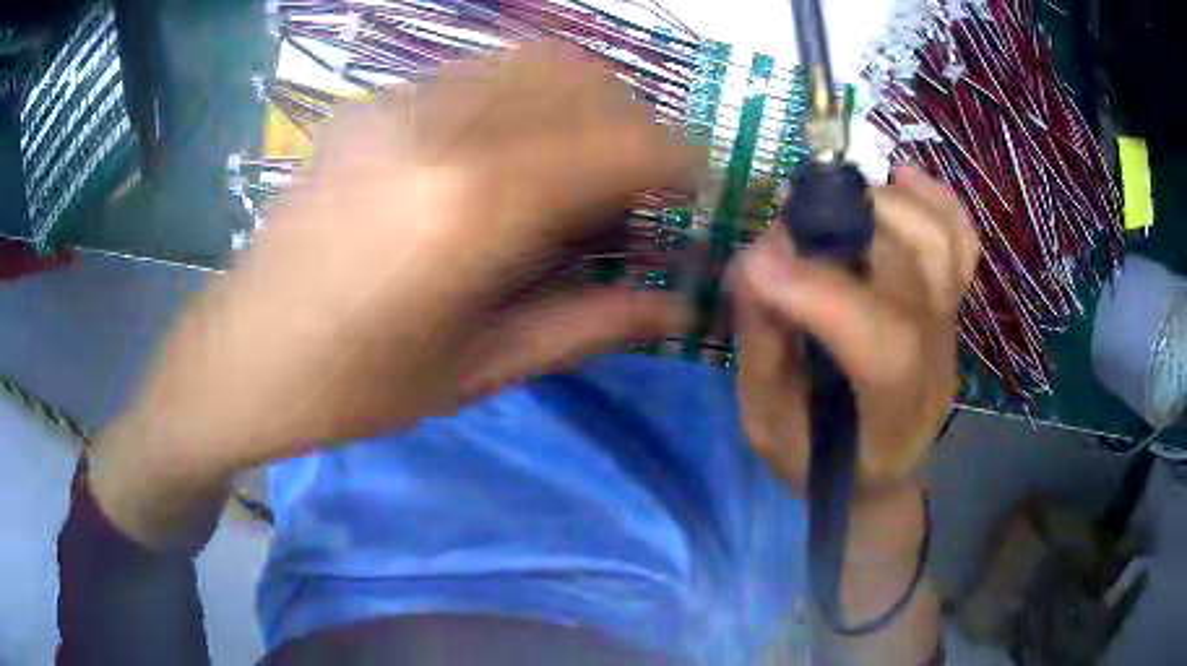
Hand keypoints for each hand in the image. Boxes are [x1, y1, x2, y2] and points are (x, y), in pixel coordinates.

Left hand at [89, 42, 698, 546]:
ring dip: (582, 104)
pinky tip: (507, 155)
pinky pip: (480, 73)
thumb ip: (588, 325)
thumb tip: (678, 306)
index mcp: (470, 210)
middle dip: (633, 128)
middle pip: (583, 82)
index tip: (700, 187)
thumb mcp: (478, 370)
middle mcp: (440, 130)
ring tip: (575, 169)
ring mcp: (398, 104)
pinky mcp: (372, 103)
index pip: (619, 144)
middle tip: (631, 191)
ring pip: (534, 62)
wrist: (240, 355)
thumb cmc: (351, 388)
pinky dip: (525, 100)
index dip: (680, 160)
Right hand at [732, 167, 979, 504]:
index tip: (757, 263)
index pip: (887, 347)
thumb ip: (764, 349)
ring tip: (835, 200)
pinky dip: (935, 199)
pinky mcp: (950, 304)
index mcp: (892, 419)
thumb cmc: (820, 459)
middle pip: (915, 275)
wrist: (878, 472)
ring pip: (942, 243)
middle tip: (786, 227)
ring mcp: (950, 328)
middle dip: (842, 231)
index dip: (825, 295)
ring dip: (887, 203)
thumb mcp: (770, 426)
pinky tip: (901, 178)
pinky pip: (961, 240)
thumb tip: (756, 265)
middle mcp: (935, 364)